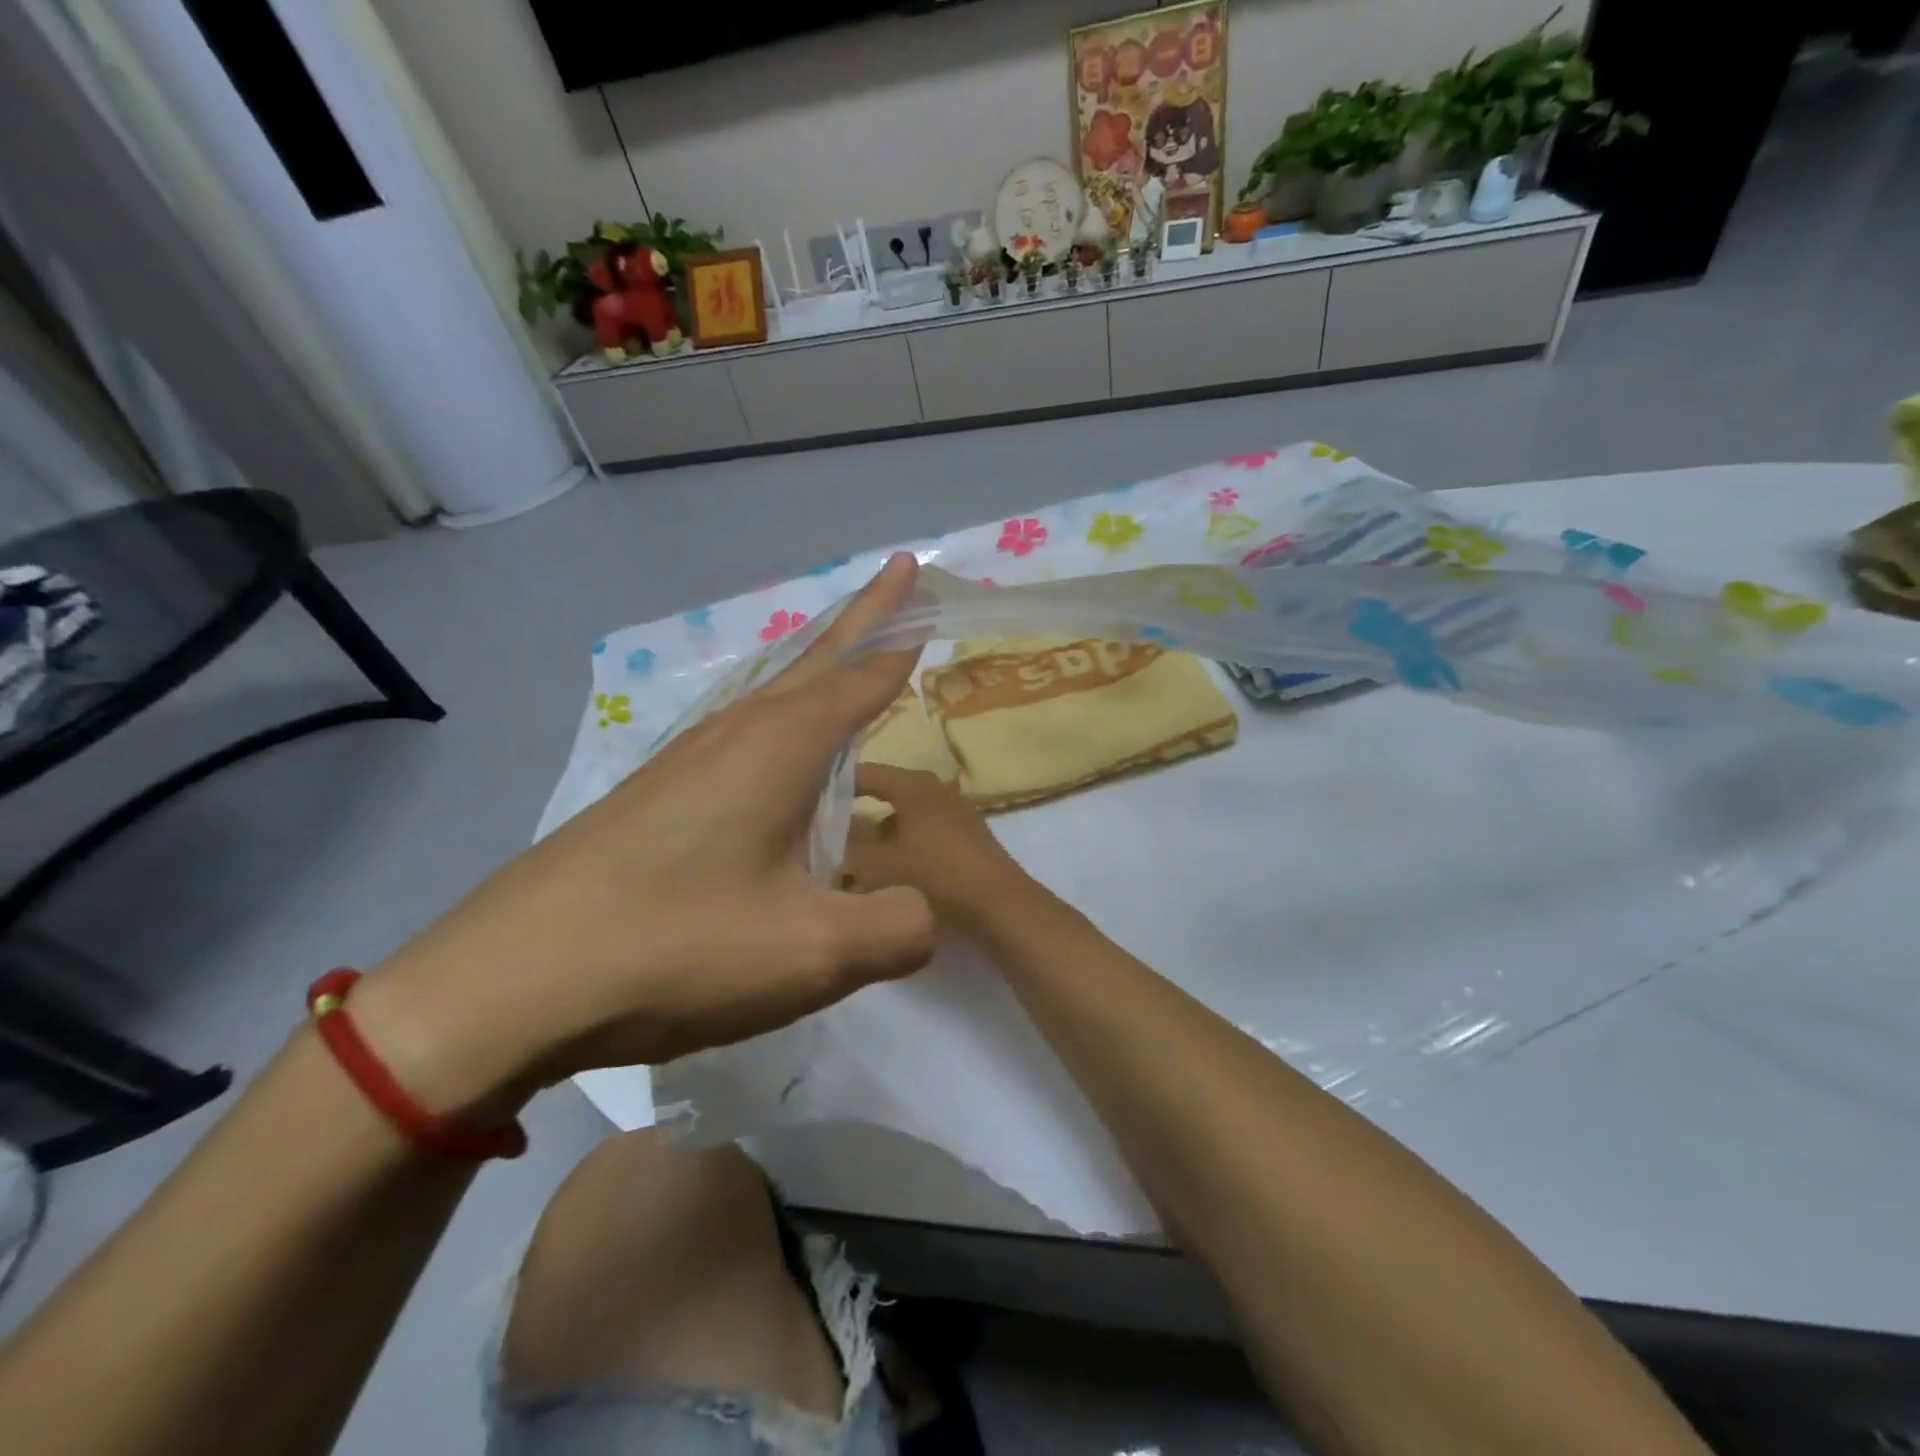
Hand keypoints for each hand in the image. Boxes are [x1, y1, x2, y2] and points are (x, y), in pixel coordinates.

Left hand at [353, 555, 939, 1116]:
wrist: (507, 983)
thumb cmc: (673, 948)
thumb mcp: (810, 951)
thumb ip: (896, 928)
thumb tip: (925, 913)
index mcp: (780, 746)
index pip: (862, 673)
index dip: (902, 634)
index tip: (930, 588)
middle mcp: (736, 734)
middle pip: (816, 659)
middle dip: (865, 616)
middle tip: (901, 575)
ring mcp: (687, 761)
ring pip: (774, 693)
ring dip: (821, 665)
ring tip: (853, 658)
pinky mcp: (657, 797)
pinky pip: (745, 735)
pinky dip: (785, 720)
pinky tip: (781, 753)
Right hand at [842, 765, 1032, 935]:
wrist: (998, 905)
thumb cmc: (935, 875)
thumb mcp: (878, 864)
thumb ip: (846, 848)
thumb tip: (823, 840)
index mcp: (913, 784)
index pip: (866, 772)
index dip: (835, 784)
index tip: (809, 800)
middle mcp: (935, 790)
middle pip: (885, 794)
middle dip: (856, 812)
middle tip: (825, 832)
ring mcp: (954, 813)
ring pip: (903, 817)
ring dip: (879, 834)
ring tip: (852, 858)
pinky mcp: (965, 838)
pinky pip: (921, 834)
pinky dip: (901, 846)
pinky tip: (887, 872)